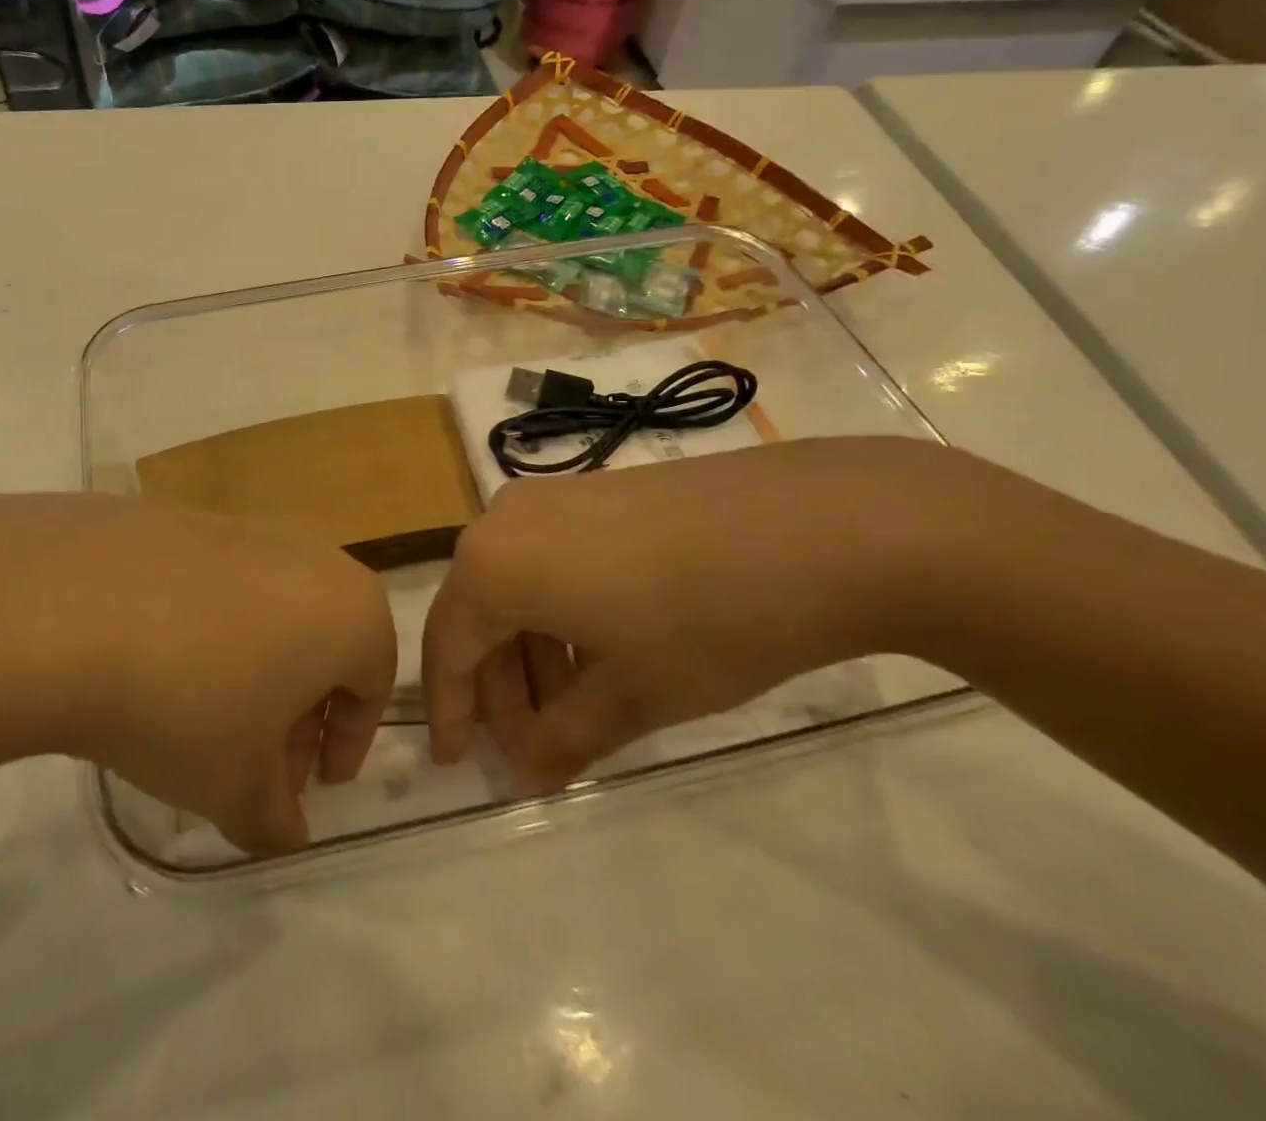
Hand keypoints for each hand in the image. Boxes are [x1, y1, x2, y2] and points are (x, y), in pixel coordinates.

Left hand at [0, 494, 395, 854]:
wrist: (67, 607)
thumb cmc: (185, 703)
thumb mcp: (235, 787)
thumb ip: (274, 819)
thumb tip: (284, 828)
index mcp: (348, 609)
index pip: (373, 683)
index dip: (346, 742)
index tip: (310, 783)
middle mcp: (309, 554)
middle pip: (323, 640)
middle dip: (299, 707)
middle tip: (254, 759)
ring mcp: (244, 526)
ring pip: (271, 607)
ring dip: (253, 665)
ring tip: (198, 715)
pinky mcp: (184, 516)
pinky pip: (217, 581)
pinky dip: (206, 625)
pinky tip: (153, 661)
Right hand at [423, 438, 956, 793]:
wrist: (817, 526)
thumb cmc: (706, 621)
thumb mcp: (633, 695)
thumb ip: (564, 739)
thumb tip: (525, 776)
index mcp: (492, 566)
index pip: (448, 649)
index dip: (452, 711)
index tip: (455, 763)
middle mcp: (504, 520)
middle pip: (479, 613)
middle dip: (501, 688)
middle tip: (534, 745)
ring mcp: (550, 497)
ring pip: (516, 584)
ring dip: (534, 652)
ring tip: (579, 706)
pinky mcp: (593, 490)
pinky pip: (549, 557)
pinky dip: (559, 611)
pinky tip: (604, 648)